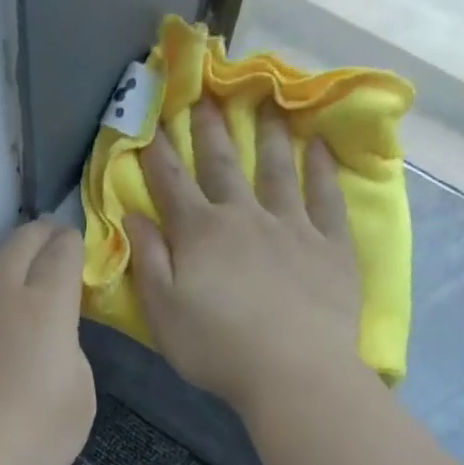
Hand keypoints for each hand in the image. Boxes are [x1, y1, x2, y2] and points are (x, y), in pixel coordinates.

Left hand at [0, 220, 95, 464]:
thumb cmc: (30, 436)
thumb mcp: (80, 400)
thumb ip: (72, 355)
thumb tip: (52, 341)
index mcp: (44, 307)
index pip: (60, 252)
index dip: (72, 242)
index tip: (77, 244)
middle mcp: (0, 298)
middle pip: (17, 244)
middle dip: (39, 234)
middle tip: (51, 238)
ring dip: (9, 269)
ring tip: (23, 287)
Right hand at [129, 98, 364, 416]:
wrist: (293, 371)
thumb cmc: (216, 348)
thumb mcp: (162, 311)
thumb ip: (148, 260)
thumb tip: (133, 215)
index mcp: (200, 233)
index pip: (171, 183)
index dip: (157, 151)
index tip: (150, 120)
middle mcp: (244, 217)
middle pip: (222, 164)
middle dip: (209, 129)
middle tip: (205, 93)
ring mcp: (291, 226)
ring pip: (276, 170)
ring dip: (267, 135)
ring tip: (266, 103)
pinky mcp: (329, 245)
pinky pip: (325, 197)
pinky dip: (321, 169)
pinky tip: (318, 146)